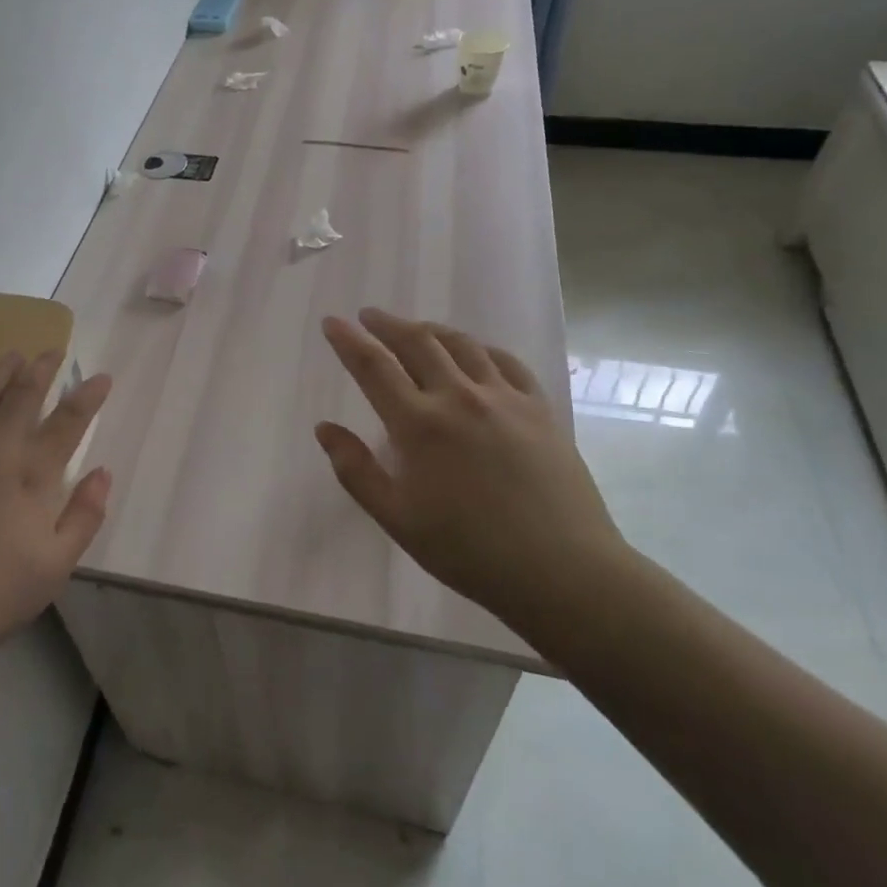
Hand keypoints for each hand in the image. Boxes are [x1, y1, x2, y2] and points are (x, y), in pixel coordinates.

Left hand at [0, 352, 112, 659]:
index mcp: (30, 477)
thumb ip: (84, 516)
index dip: (87, 396)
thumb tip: (102, 472)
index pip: (67, 424)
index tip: (101, 376)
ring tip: (11, 355)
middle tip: (52, 350)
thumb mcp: (56, 566)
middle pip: (21, 399)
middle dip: (41, 370)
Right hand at [316, 308, 627, 638]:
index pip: (373, 366)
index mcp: (419, 424)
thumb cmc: (469, 551)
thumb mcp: (398, 519)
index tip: (332, 322)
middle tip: (369, 316)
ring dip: (430, 329)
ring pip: (460, 344)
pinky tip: (474, 352)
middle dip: (386, 324)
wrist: (562, 571)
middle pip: (416, 342)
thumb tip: (324, 428)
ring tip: (415, 328)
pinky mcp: (538, 407)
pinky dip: (480, 347)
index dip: (348, 340)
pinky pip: (504, 361)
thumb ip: (356, 470)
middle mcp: (459, 397)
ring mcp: (503, 398)